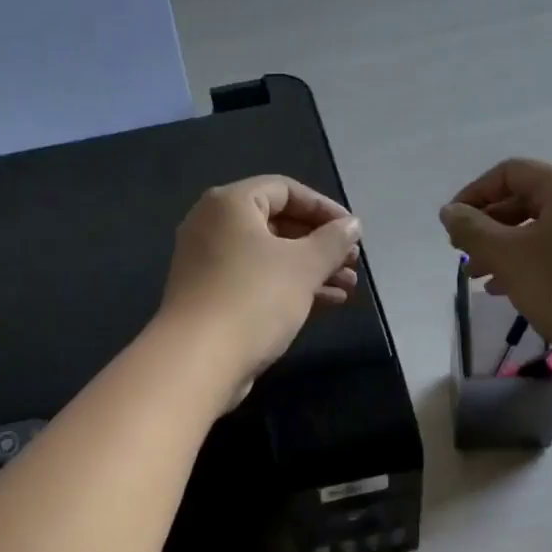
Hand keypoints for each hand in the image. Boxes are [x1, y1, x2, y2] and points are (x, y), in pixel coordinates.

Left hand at [161, 176, 362, 401]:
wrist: (198, 361)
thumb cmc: (254, 299)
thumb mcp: (303, 266)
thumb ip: (333, 241)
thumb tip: (352, 225)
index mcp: (230, 204)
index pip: (285, 190)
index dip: (324, 208)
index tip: (353, 231)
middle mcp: (213, 226)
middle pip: (278, 224)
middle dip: (320, 244)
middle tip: (353, 262)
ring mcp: (209, 264)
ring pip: (270, 257)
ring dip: (311, 269)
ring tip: (348, 287)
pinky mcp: (212, 297)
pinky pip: (258, 281)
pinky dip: (290, 287)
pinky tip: (327, 303)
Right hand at [439, 158, 551, 380]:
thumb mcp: (507, 254)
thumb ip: (472, 230)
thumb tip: (449, 211)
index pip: (509, 173)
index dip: (474, 194)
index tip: (450, 226)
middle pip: (523, 201)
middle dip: (486, 227)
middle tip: (460, 254)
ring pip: (535, 232)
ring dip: (500, 250)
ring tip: (476, 277)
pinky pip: (551, 255)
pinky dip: (523, 266)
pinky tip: (503, 291)